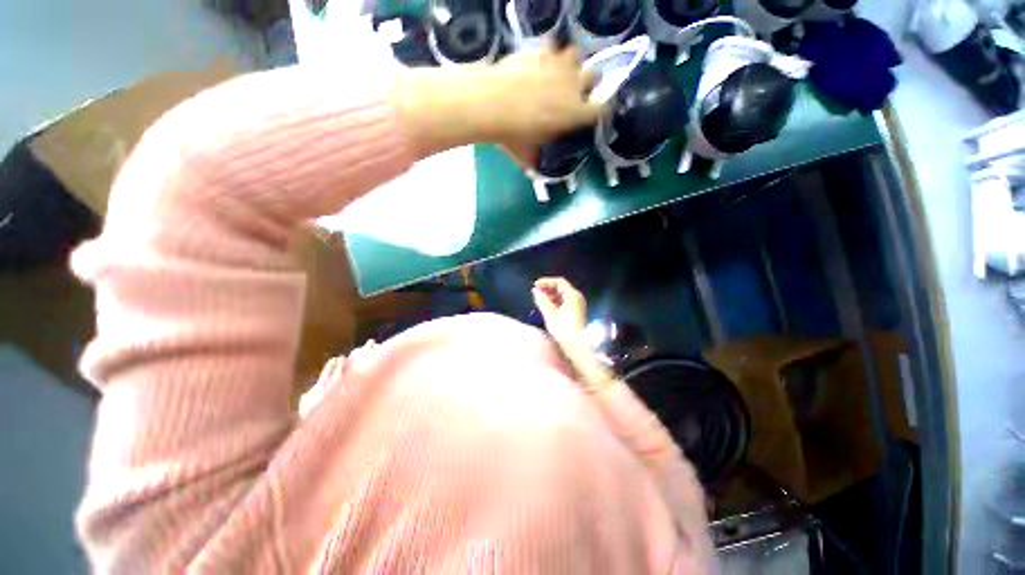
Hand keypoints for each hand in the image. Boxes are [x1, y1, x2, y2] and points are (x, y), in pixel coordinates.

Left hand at [390, 45, 601, 165]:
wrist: (493, 105)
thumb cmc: (514, 135)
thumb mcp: (525, 155)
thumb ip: (533, 163)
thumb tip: (533, 173)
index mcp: (575, 114)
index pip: (602, 109)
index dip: (602, 110)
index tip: (596, 112)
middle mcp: (573, 86)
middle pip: (594, 76)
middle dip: (588, 83)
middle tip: (575, 91)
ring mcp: (557, 65)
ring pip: (576, 55)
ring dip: (571, 64)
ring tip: (558, 74)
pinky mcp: (539, 52)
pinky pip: (551, 48)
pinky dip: (547, 56)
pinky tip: (537, 65)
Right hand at [532, 277, 587, 344]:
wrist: (577, 346)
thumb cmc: (564, 329)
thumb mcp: (550, 314)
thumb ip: (542, 300)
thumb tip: (535, 291)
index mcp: (573, 295)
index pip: (559, 282)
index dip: (546, 282)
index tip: (535, 286)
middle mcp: (577, 297)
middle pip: (561, 287)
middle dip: (548, 288)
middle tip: (536, 292)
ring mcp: (577, 305)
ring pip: (562, 295)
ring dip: (551, 295)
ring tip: (540, 300)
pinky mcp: (576, 312)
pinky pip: (564, 301)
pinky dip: (555, 301)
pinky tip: (547, 307)